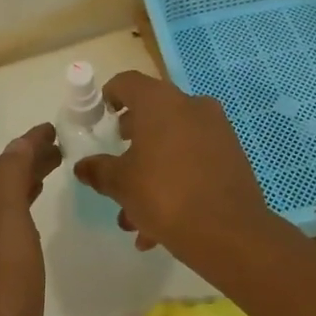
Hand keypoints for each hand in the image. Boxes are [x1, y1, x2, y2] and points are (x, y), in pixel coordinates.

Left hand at [0, 123, 61, 315]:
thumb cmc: (0, 289)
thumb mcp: (6, 223)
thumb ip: (10, 179)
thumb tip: (18, 143)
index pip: (8, 162)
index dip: (30, 143)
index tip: (54, 129)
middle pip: (6, 182)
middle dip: (30, 162)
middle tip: (61, 151)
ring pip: (7, 207)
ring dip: (28, 187)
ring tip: (52, 179)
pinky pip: (10, 234)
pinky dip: (25, 217)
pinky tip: (35, 233)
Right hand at [75, 71, 275, 264]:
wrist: (230, 233)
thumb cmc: (165, 195)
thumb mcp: (121, 184)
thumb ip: (99, 171)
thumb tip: (83, 166)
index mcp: (160, 102)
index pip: (127, 83)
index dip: (109, 96)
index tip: (100, 117)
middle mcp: (191, 106)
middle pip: (153, 114)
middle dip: (132, 142)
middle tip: (117, 165)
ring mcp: (216, 130)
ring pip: (173, 144)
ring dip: (151, 172)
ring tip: (134, 216)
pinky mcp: (232, 156)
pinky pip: (194, 161)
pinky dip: (175, 182)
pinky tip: (160, 227)